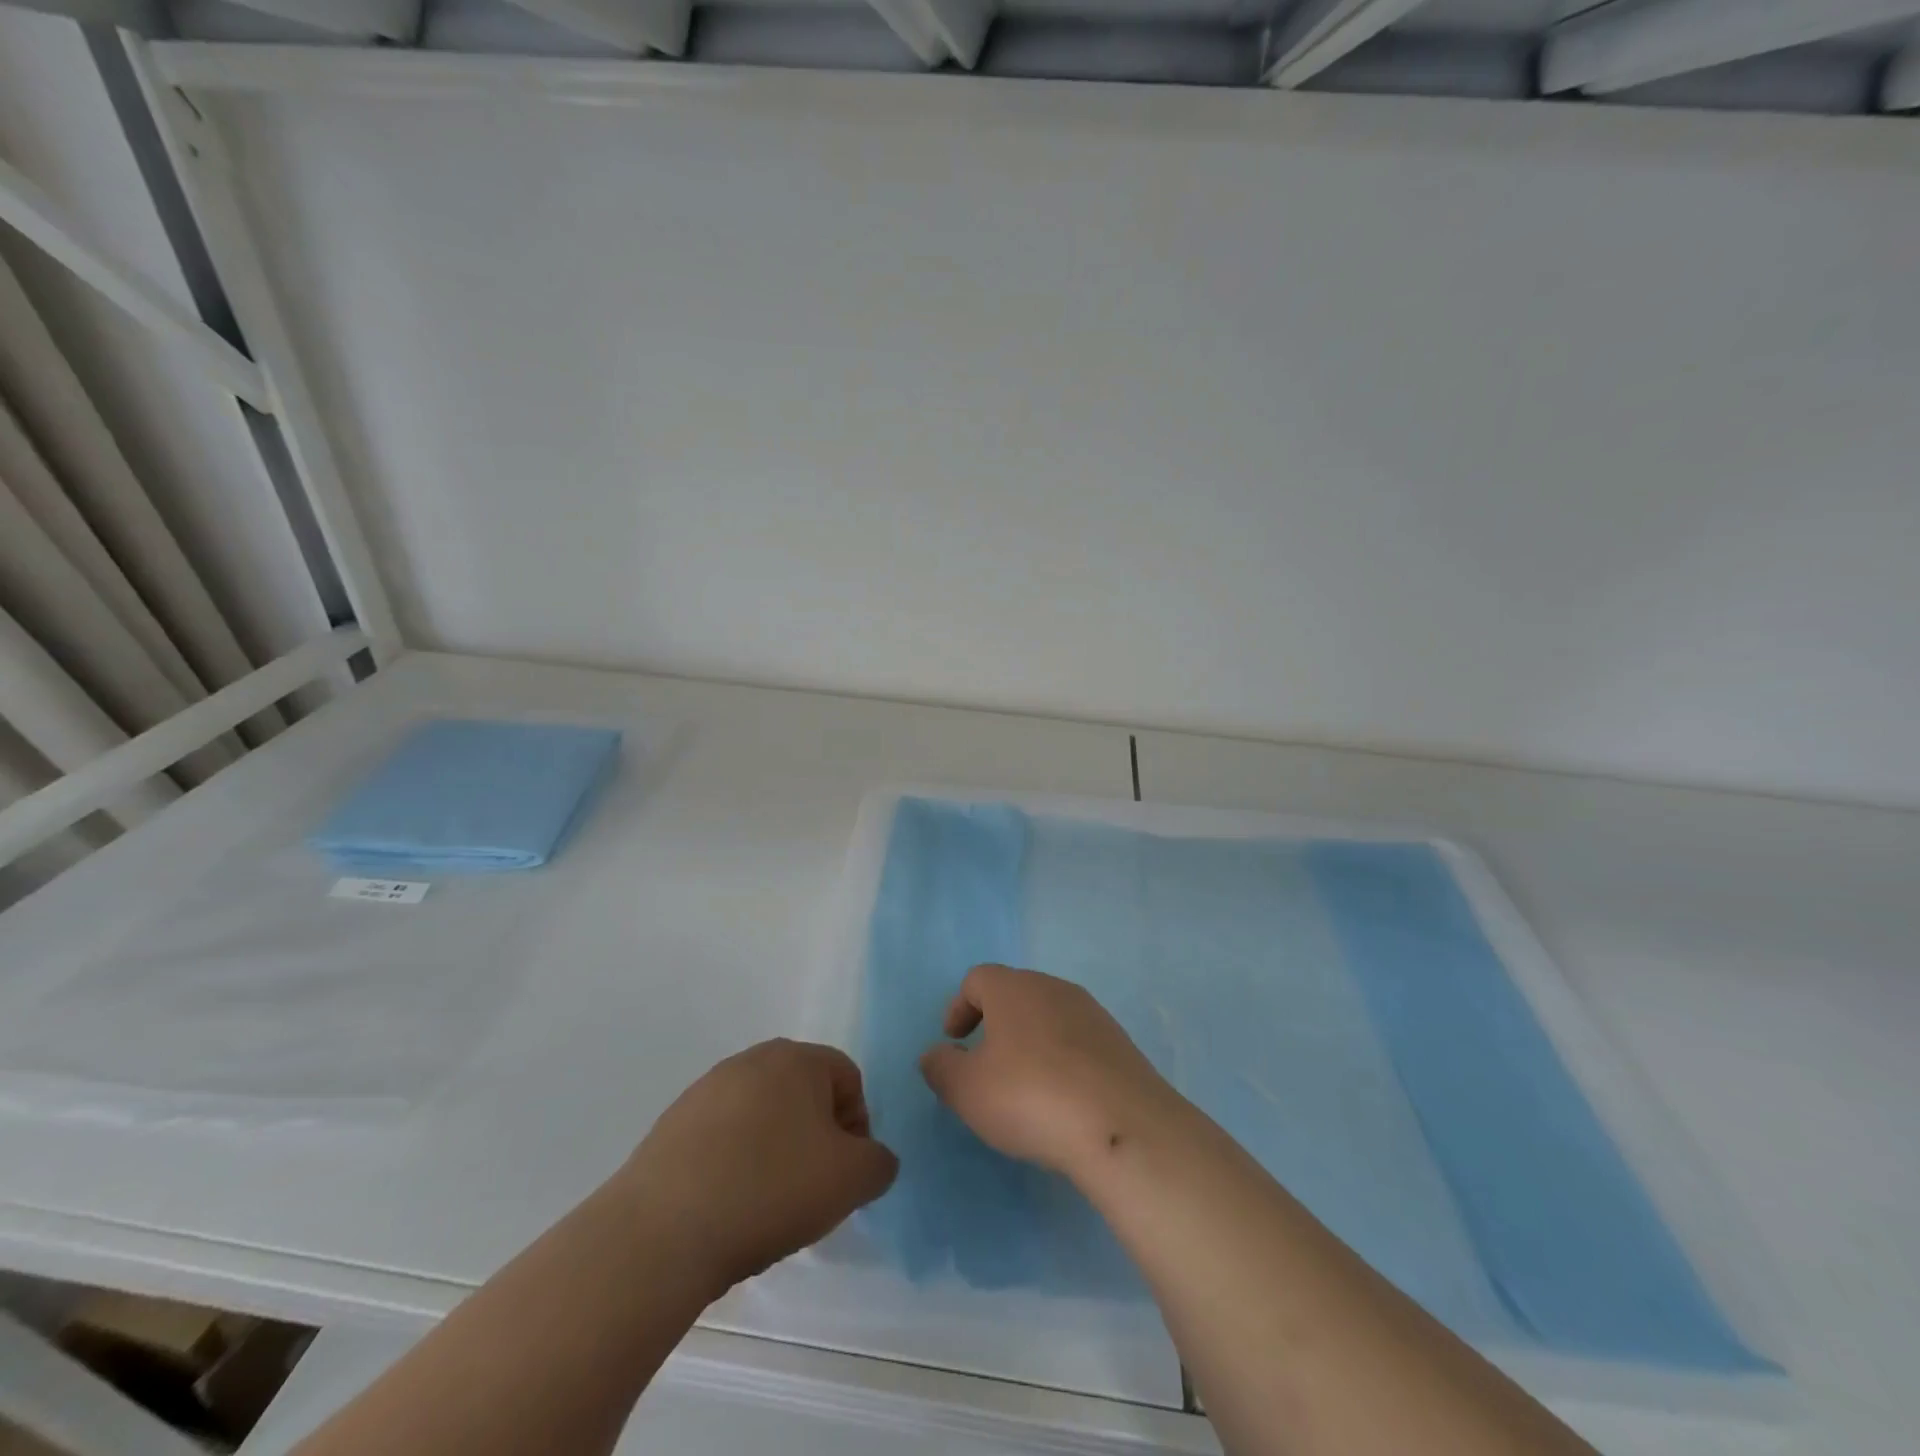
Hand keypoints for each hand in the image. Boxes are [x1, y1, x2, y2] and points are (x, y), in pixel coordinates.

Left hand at [618, 1039, 898, 1294]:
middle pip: (804, 1094)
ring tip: (768, 1204)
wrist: (661, 1232)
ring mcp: (706, 1090)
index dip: (857, 1127)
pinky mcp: (671, 1125)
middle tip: (812, 1189)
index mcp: (797, 1058)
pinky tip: (729, 1207)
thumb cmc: (770, 1189)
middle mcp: (751, 1060)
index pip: (848, 1079)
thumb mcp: (851, 1180)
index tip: (845, 1174)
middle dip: (816, 1138)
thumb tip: (871, 1159)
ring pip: (762, 1117)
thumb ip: (878, 1162)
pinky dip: (735, 1165)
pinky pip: (723, 1139)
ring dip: (776, 1151)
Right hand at [919, 964, 1180, 1182]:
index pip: (977, 979)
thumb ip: (941, 1067)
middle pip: (1015, 993)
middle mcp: (1053, 988)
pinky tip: (1061, 1098)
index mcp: (1013, 988)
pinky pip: (1077, 1041)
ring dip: (1029, 1042)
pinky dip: (1061, 1059)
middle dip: (995, 1023)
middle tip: (984, 1065)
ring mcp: (1091, 1012)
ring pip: (1048, 1016)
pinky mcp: (1119, 1042)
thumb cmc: (1030, 1096)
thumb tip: (935, 1054)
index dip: (959, 1007)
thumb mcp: (967, 1090)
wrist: (1120, 1125)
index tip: (954, 1042)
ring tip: (1023, 1086)